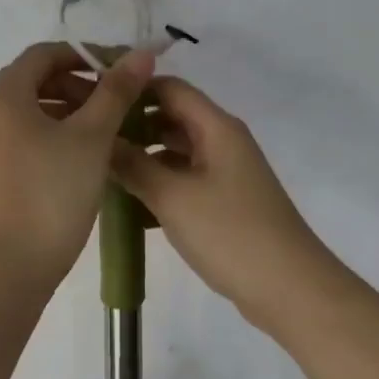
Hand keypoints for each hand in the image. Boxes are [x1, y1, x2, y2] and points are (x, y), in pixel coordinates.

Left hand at [0, 42, 155, 289]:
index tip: (120, 71)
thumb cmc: (52, 191)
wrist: (12, 265)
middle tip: (118, 102)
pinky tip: (88, 156)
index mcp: (7, 95)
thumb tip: (141, 53)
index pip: (44, 53)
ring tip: (110, 129)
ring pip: (35, 112)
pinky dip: (59, 135)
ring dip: (72, 111)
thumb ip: (116, 91)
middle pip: (38, 81)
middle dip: (80, 84)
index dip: (84, 54)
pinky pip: (30, 138)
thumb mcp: (92, 137)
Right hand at [110, 77, 337, 321]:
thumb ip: (132, 165)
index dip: (132, 89)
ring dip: (142, 158)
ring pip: (175, 152)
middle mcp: (222, 142)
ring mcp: (225, 173)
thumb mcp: (173, 197)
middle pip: (171, 119)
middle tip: (89, 139)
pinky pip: (183, 180)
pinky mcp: (224, 202)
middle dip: (132, 126)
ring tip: (99, 171)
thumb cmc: (230, 233)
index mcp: (216, 128)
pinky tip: (127, 205)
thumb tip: (98, 139)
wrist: (290, 289)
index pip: (169, 88)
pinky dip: (157, 185)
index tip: (93, 100)